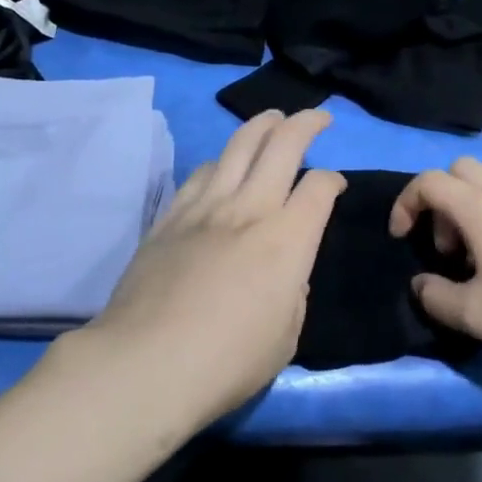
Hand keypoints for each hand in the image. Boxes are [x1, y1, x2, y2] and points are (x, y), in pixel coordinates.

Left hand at [84, 110, 344, 428]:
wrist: (147, 364)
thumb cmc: (227, 362)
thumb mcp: (285, 337)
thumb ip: (294, 294)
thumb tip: (287, 272)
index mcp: (287, 239)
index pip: (319, 187)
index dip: (333, 180)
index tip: (335, 186)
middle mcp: (250, 209)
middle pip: (282, 144)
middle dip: (306, 123)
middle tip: (318, 117)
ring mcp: (206, 207)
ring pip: (238, 145)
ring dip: (261, 125)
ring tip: (272, 119)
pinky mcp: (170, 216)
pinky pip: (200, 172)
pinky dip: (219, 160)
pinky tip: (221, 164)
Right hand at [390, 157, 481, 379]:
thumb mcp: (474, 315)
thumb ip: (435, 297)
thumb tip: (421, 284)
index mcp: (480, 207)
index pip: (429, 181)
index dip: (405, 203)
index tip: (401, 237)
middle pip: (458, 170)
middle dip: (439, 201)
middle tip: (445, 247)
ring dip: (468, 211)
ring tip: (476, 260)